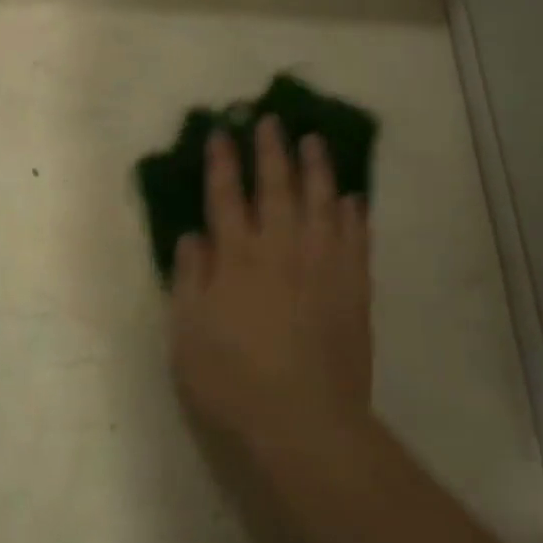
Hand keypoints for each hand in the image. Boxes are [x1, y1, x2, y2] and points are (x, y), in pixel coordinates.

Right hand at [169, 116, 372, 459]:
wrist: (305, 421)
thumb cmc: (233, 380)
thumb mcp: (187, 332)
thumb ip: (189, 278)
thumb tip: (192, 235)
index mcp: (237, 257)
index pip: (227, 196)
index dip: (222, 163)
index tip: (221, 133)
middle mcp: (281, 248)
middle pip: (277, 187)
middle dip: (271, 151)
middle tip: (270, 120)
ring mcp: (323, 265)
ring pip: (321, 202)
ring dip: (316, 168)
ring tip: (313, 141)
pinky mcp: (354, 287)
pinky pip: (355, 238)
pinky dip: (353, 214)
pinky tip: (352, 197)